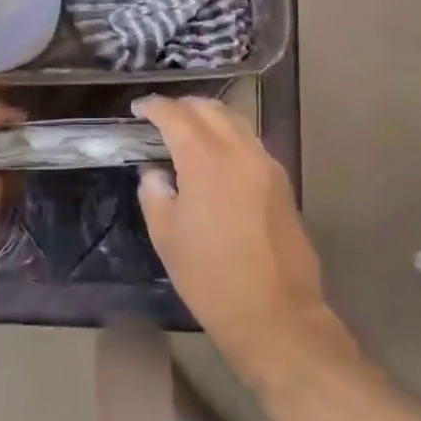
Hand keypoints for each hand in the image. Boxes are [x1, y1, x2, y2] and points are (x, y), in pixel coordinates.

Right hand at [133, 95, 330, 369]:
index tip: (138, 108)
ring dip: (209, 117)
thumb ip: (155, 195)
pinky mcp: (282, 181)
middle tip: (161, 117)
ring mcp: (266, 163)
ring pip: (235, 121)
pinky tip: (217, 156)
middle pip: (209, 108)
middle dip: (182, 106)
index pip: (176, 115)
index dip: (154, 106)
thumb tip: (154, 173)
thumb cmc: (212, 279)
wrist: (277, 314)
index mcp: (206, 160)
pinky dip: (229, 136)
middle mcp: (239, 150)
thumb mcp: (167, 239)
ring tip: (188, 131)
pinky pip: (250, 142)